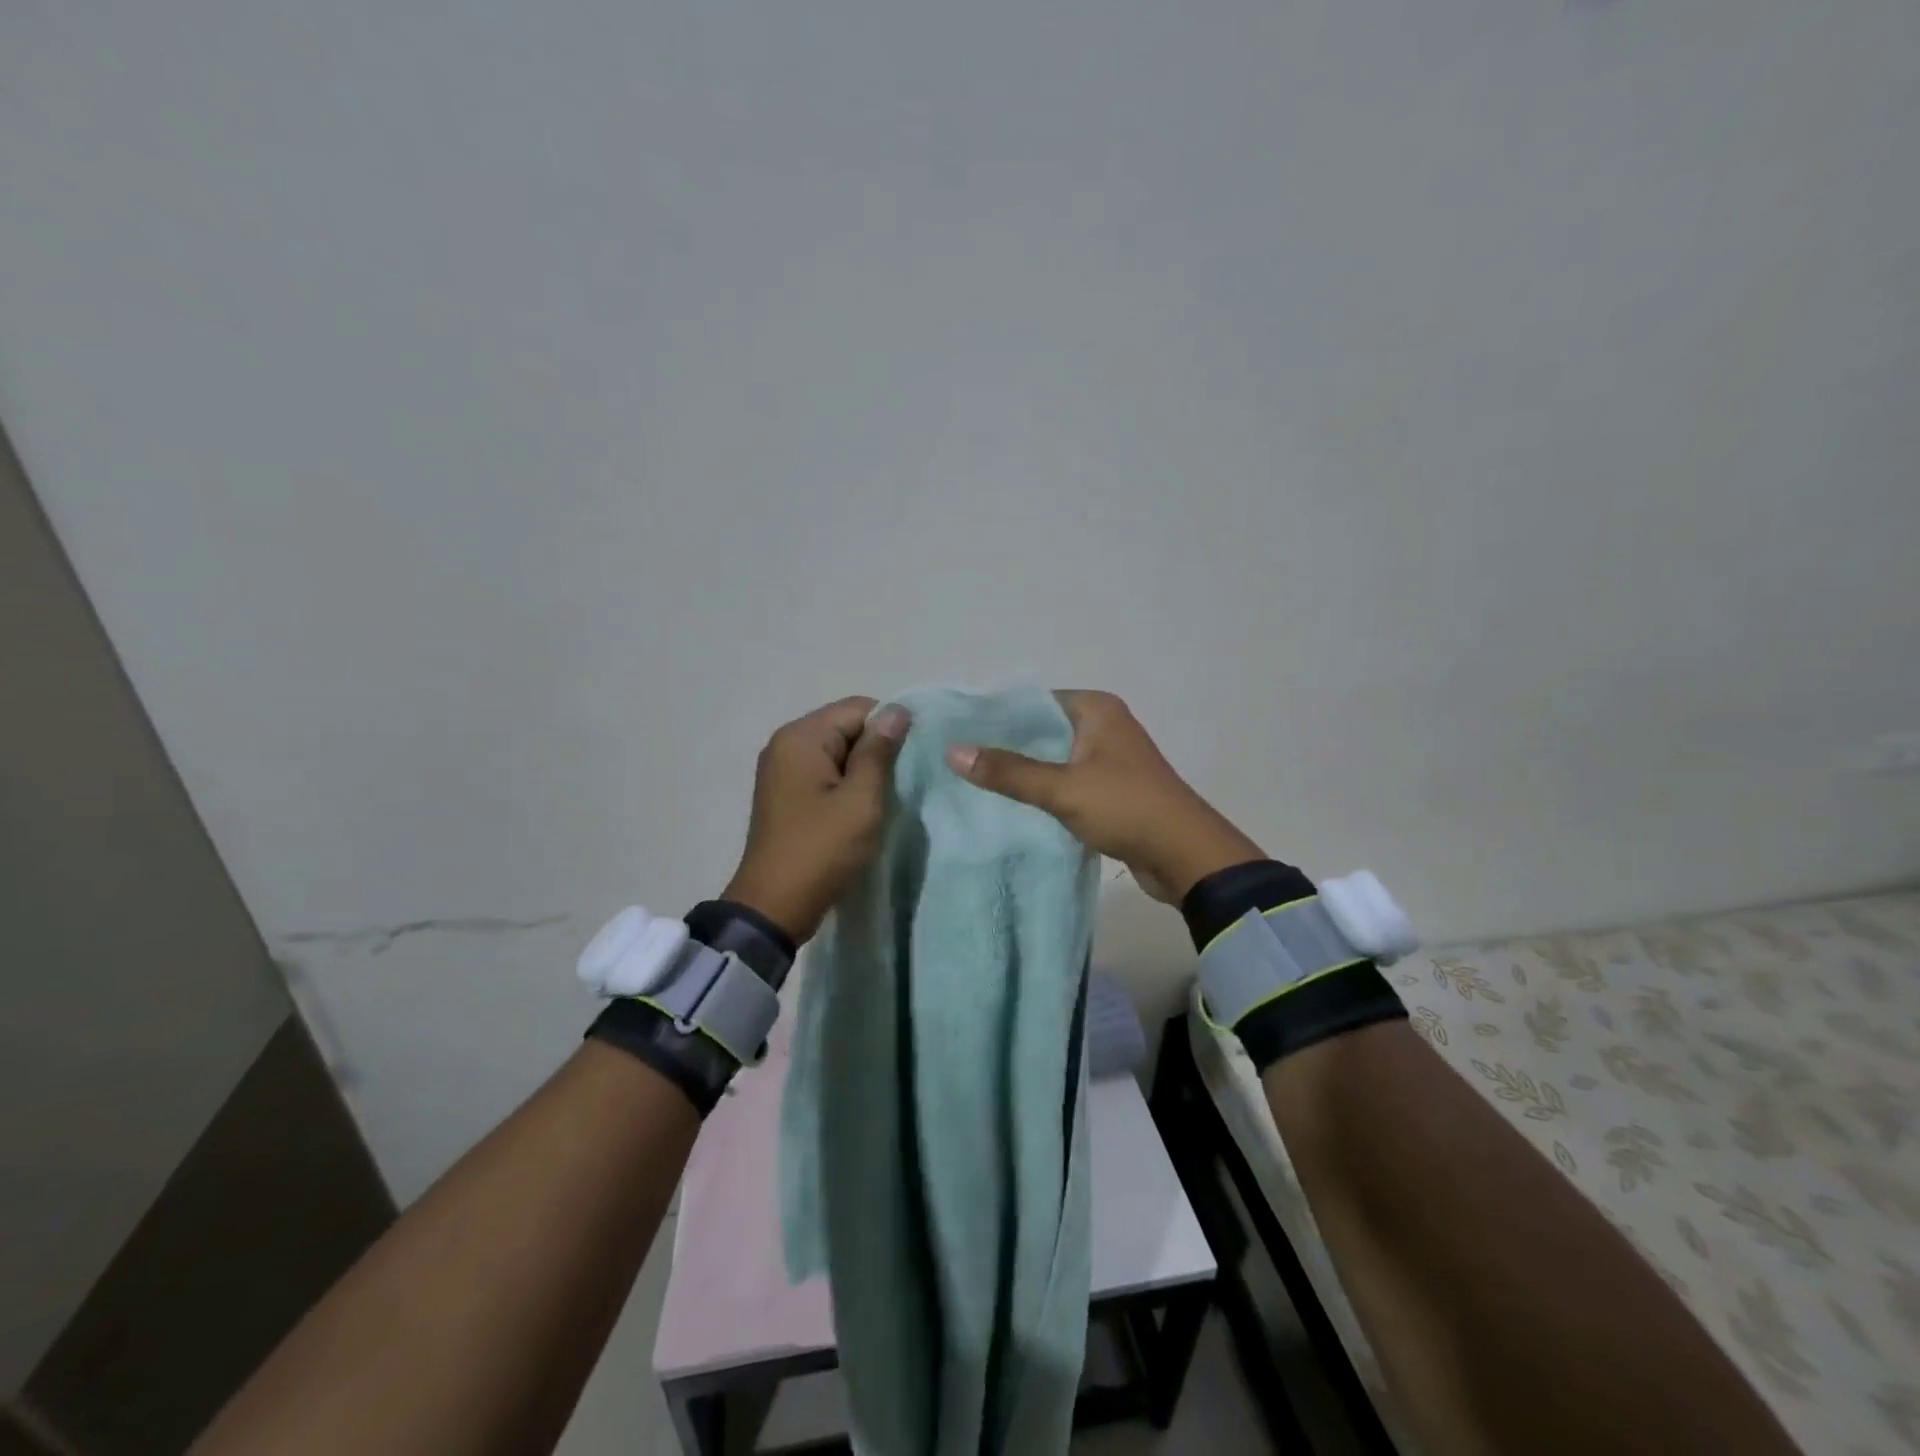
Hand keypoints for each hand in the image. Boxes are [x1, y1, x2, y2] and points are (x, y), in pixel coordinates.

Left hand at [722, 696, 910, 942]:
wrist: (774, 906)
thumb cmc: (821, 849)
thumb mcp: (860, 800)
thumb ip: (879, 752)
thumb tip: (897, 711)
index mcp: (801, 737)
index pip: (858, 708)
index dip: (890, 727)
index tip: (912, 759)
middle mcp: (786, 744)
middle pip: (845, 726)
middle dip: (875, 749)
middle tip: (900, 783)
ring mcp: (782, 769)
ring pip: (837, 752)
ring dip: (862, 769)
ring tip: (882, 798)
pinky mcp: (785, 793)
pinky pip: (824, 773)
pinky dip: (845, 784)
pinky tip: (860, 809)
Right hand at [945, 690, 1262, 902]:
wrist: (1185, 855)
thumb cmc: (1125, 807)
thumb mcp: (1062, 788)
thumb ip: (1008, 771)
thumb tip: (953, 752)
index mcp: (1096, 709)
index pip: (1035, 700)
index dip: (997, 715)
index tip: (958, 731)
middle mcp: (1104, 726)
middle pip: (1042, 730)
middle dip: (1006, 746)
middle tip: (958, 759)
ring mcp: (1109, 759)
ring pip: (1053, 759)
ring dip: (1023, 772)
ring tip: (974, 781)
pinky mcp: (1110, 789)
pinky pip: (1066, 782)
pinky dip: (1043, 791)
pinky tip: (1010, 805)